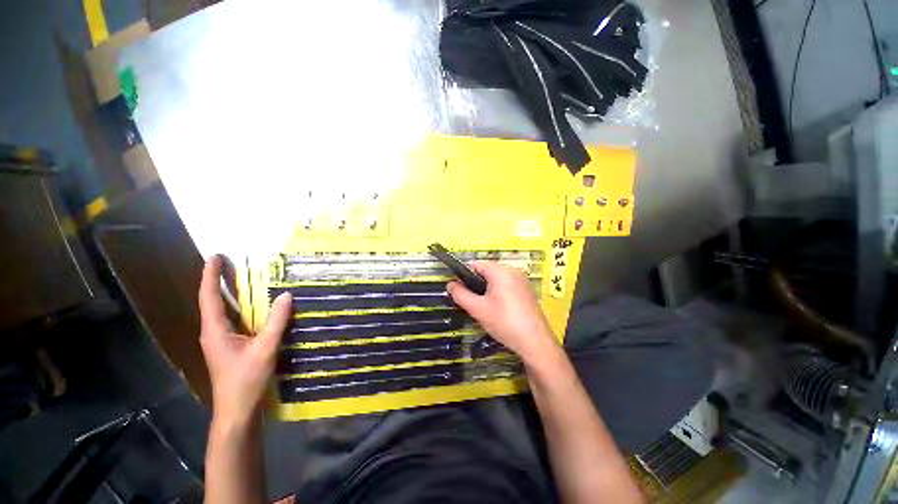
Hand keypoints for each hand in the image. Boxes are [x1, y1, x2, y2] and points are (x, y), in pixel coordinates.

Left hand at [199, 255, 291, 426]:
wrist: (237, 411)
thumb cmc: (246, 380)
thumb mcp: (265, 349)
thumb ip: (276, 321)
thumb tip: (287, 295)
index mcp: (215, 330)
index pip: (210, 297)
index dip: (211, 276)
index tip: (215, 256)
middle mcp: (214, 332)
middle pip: (212, 301)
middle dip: (217, 280)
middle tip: (228, 262)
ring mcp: (221, 340)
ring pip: (221, 311)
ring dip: (228, 293)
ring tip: (239, 277)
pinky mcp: (229, 346)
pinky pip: (232, 320)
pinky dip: (238, 307)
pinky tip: (252, 306)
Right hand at [447, 261, 560, 364]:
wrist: (535, 342)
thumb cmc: (504, 322)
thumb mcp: (478, 309)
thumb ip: (460, 294)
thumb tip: (450, 284)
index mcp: (501, 271)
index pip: (476, 264)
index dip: (464, 276)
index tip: (460, 291)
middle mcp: (513, 271)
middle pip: (487, 271)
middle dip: (476, 285)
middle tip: (473, 303)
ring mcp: (522, 281)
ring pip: (496, 280)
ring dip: (487, 290)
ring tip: (485, 309)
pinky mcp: (527, 291)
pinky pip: (506, 286)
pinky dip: (498, 294)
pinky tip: (499, 311)